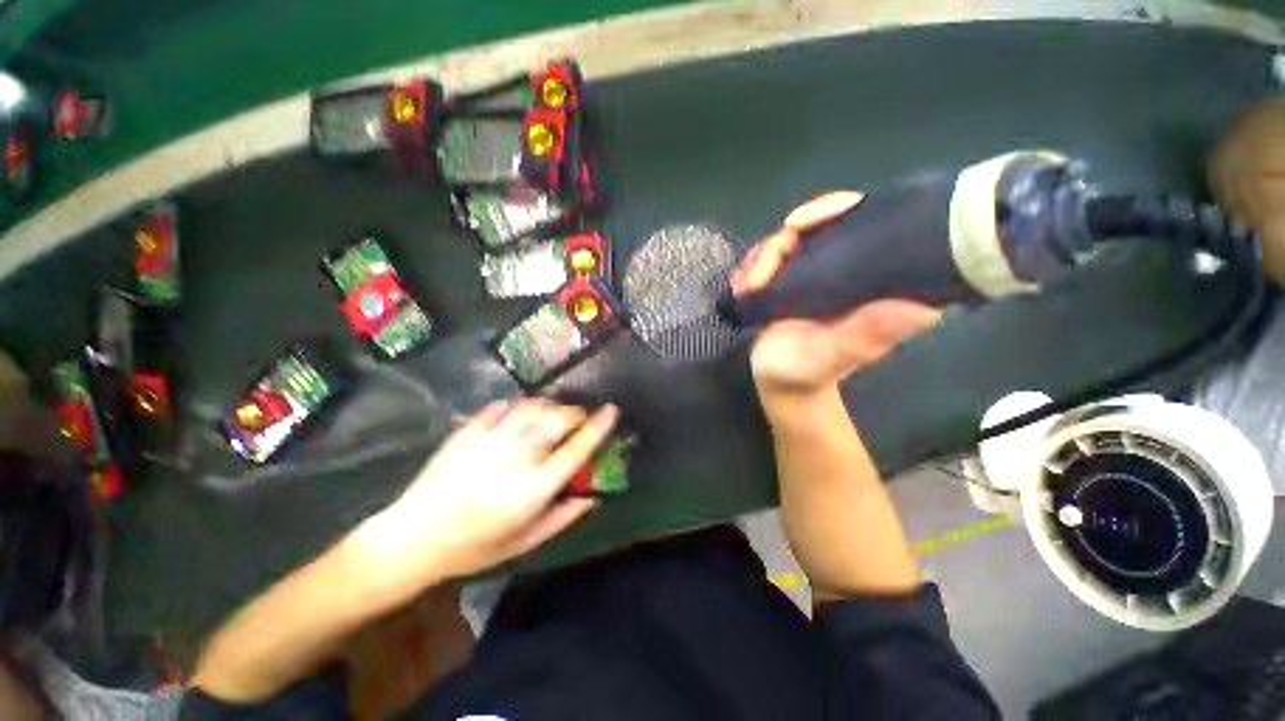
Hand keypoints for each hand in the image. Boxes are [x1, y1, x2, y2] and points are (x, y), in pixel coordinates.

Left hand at [352, 400, 616, 603]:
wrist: (413, 537)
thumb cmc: (474, 547)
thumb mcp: (524, 542)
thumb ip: (563, 517)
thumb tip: (594, 497)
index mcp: (532, 489)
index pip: (576, 450)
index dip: (598, 428)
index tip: (612, 410)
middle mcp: (515, 458)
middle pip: (556, 420)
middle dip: (575, 413)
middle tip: (579, 418)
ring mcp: (489, 441)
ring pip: (532, 407)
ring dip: (550, 406)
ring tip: (553, 413)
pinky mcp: (468, 431)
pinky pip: (502, 407)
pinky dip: (519, 406)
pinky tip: (520, 414)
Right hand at [731, 191, 941, 404]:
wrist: (778, 383)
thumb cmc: (805, 373)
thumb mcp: (833, 356)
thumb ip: (866, 334)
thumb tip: (926, 308)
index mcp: (870, 283)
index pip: (866, 222)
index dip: (836, 209)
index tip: (798, 224)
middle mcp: (848, 269)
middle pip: (823, 223)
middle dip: (783, 240)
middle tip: (758, 273)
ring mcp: (818, 273)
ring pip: (792, 239)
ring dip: (763, 256)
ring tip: (745, 286)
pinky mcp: (794, 280)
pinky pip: (774, 256)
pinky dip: (754, 266)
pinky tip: (743, 285)